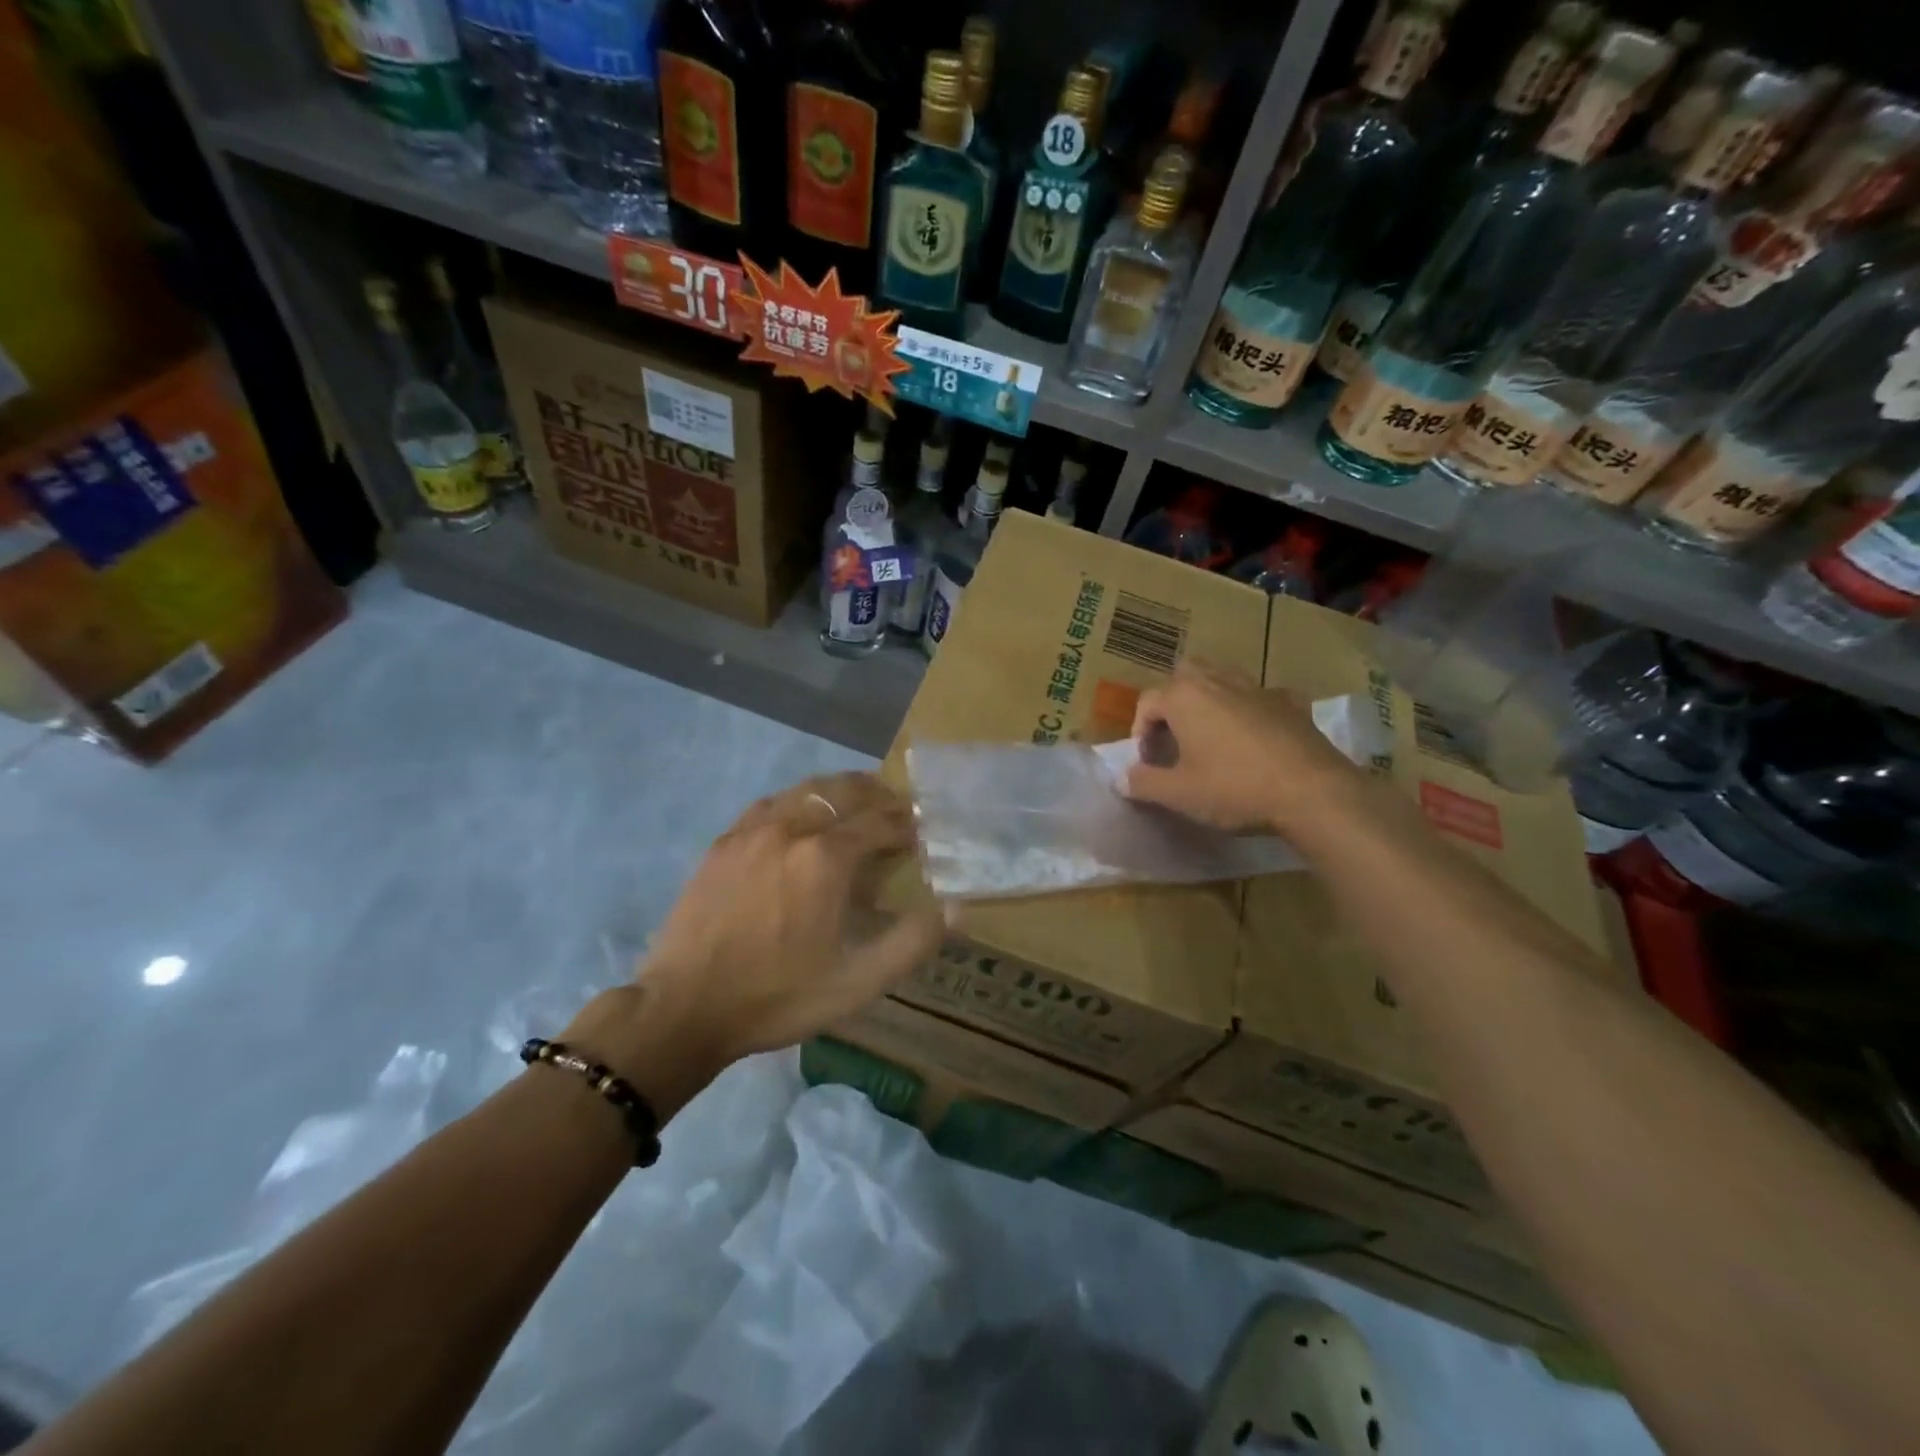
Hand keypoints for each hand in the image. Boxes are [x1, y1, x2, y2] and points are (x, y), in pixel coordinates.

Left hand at [615, 773, 942, 1073]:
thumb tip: (955, 907)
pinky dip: (799, 802)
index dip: (908, 824)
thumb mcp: (857, 983)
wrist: (683, 1007)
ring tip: (856, 805)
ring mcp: (752, 831)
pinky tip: (800, 818)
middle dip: (878, 795)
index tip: (923, 833)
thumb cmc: (778, 996)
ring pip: (805, 790)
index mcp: (826, 858)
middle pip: (844, 791)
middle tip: (897, 808)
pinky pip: (771, 804)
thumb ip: (912, 942)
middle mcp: (791, 829)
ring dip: (839, 792)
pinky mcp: (724, 842)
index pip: (881, 822)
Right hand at [1122, 661, 1359, 834]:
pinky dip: (1252, 710)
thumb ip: (1144, 783)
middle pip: (1185, 675)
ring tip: (1212, 735)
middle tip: (1176, 737)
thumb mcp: (1179, 794)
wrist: (1313, 792)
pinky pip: (1261, 697)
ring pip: (1224, 678)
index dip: (1140, 733)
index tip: (1149, 763)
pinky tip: (1257, 736)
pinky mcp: (1291, 703)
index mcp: (1185, 697)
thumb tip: (1122, 779)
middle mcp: (1218, 681)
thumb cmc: (1235, 789)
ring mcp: (1258, 688)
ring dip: (1211, 700)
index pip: (1147, 702)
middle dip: (1174, 700)